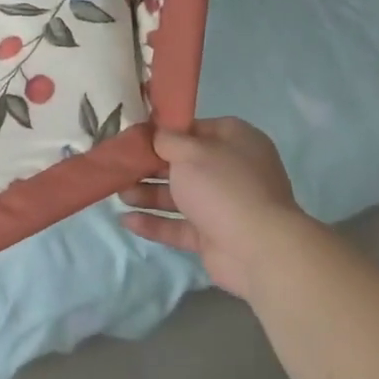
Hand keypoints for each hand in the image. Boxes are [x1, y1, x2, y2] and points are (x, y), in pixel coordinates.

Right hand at [119, 118, 310, 297]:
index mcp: (235, 140)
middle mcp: (231, 170)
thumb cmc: (223, 187)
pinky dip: (155, 222)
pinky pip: (178, 225)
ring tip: (119, 193)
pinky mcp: (212, 236)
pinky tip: (126, 220)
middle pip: (183, 164)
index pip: (195, 128)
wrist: (259, 249)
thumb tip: (155, 134)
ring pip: (179, 196)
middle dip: (149, 166)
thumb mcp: (190, 152)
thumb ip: (167, 140)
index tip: (135, 136)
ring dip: (148, 194)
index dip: (164, 132)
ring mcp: (223, 205)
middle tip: (120, 167)